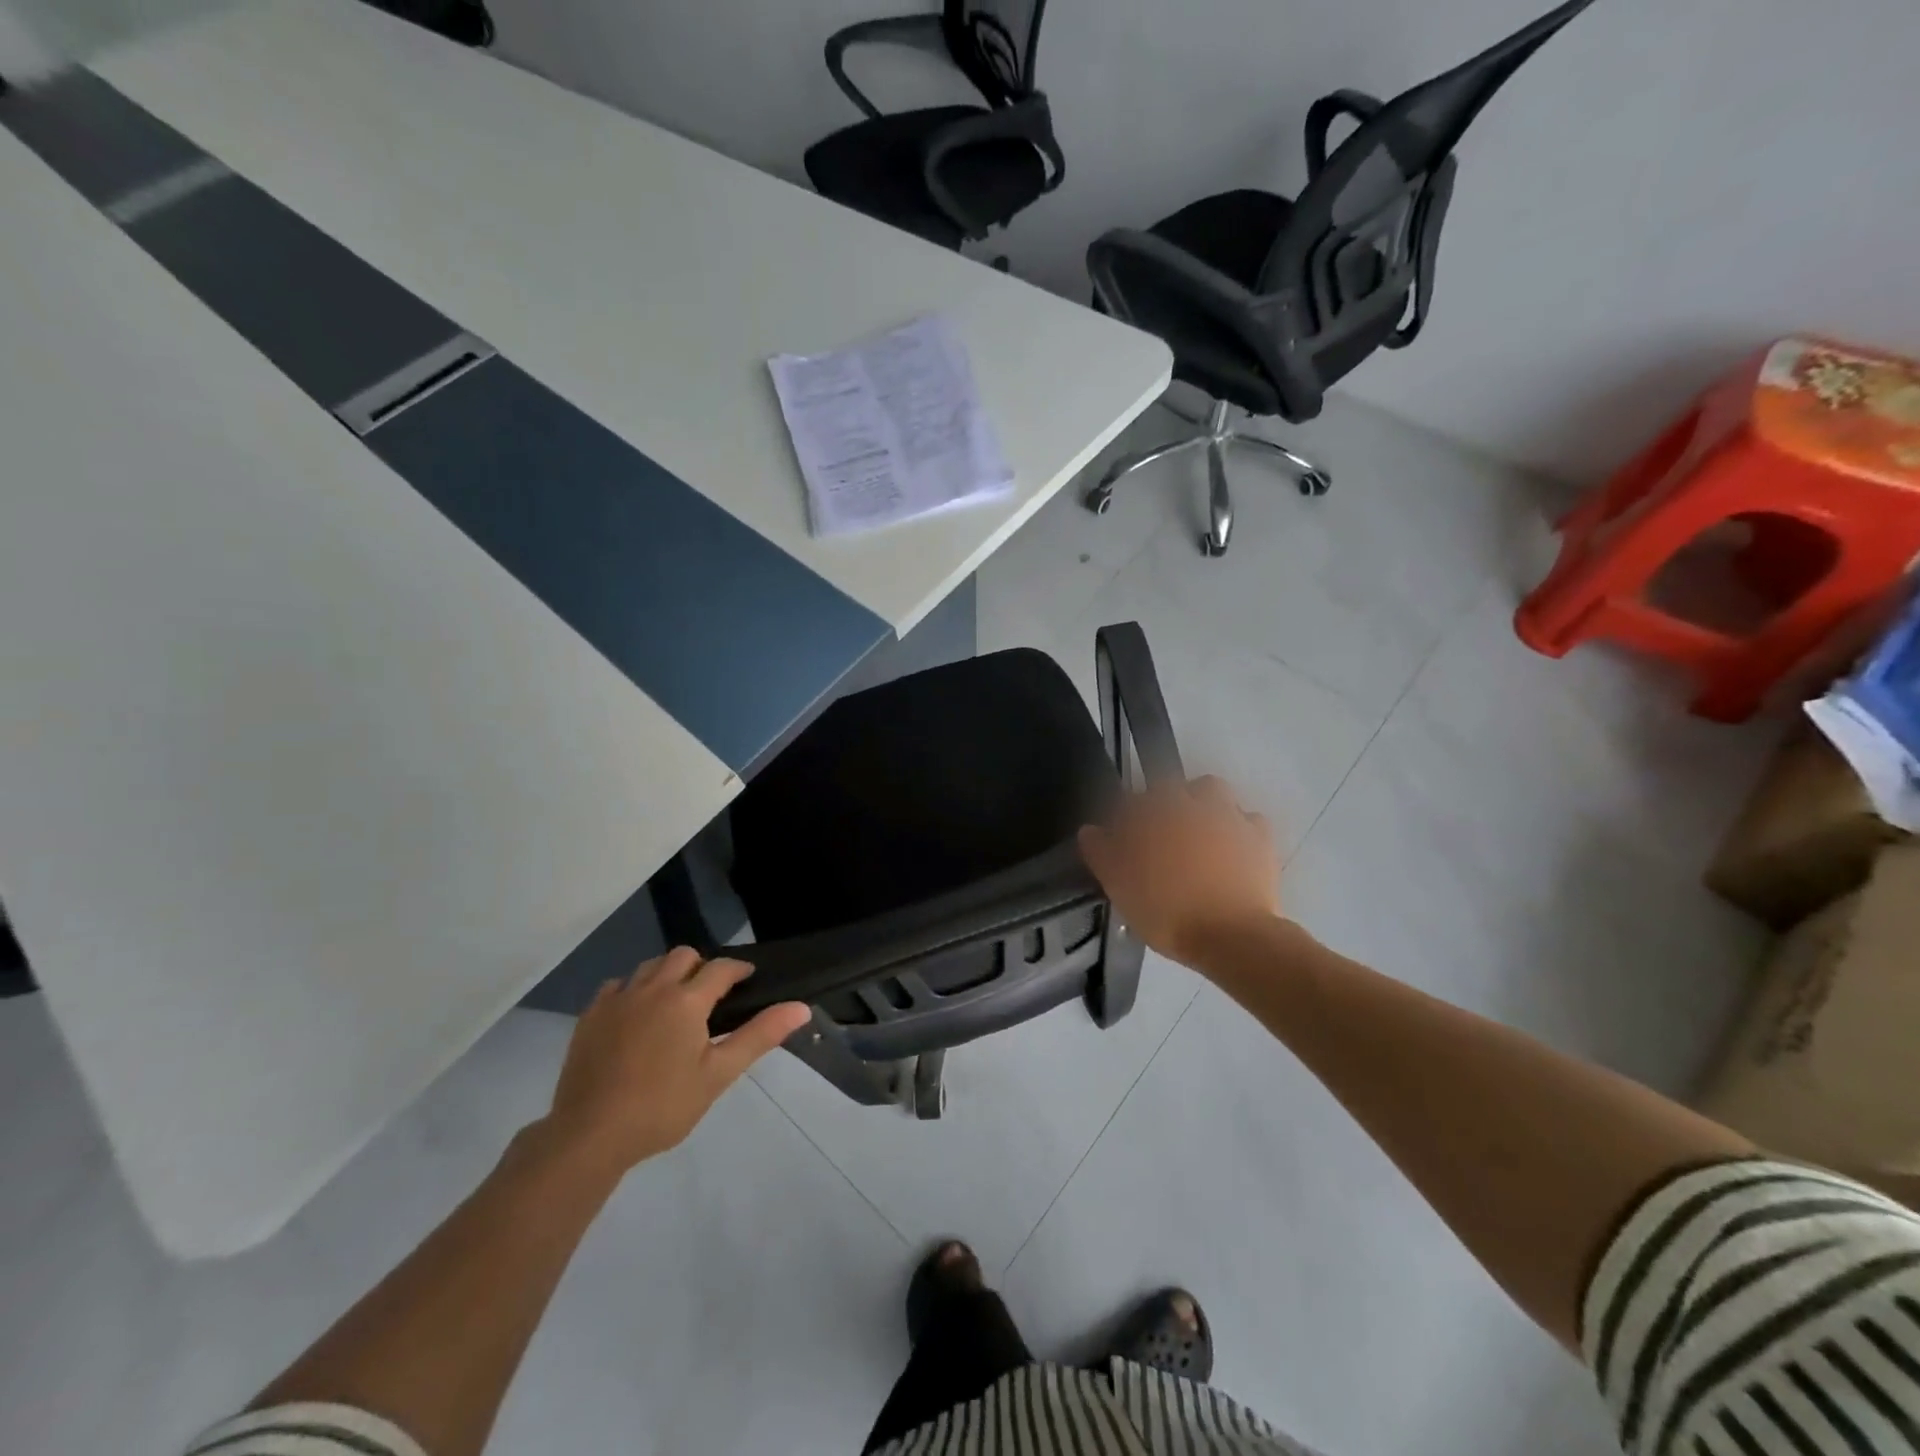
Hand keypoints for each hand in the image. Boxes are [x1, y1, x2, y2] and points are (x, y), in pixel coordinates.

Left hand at [540, 948, 809, 1173]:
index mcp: (686, 1000)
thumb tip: (801, 1007)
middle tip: (711, 996)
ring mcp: (617, 999)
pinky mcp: (590, 1015)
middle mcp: (652, 988)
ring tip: (675, 1003)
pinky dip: (633, 990)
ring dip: (668, 973)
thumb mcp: (719, 1074)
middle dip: (702, 967)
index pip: (721, 968)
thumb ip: (759, 1035)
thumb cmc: (663, 1107)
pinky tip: (637, 1015)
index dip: (738, 970)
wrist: (589, 1136)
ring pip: (649, 966)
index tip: (748, 980)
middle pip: (683, 956)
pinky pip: (618, 985)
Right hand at [1078, 776, 1282, 967]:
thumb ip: (1101, 852)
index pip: (1131, 801)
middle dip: (1165, 803)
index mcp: (1154, 812)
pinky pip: (1248, 821)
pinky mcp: (1261, 838)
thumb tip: (1090, 830)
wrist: (1231, 935)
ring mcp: (1229, 817)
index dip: (1125, 819)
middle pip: (1173, 787)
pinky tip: (1232, 849)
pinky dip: (1238, 829)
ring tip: (1198, 833)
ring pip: (1214, 792)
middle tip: (1161, 836)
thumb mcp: (1118, 886)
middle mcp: (1191, 803)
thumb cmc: (1165, 910)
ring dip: (1203, 804)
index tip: (1123, 842)